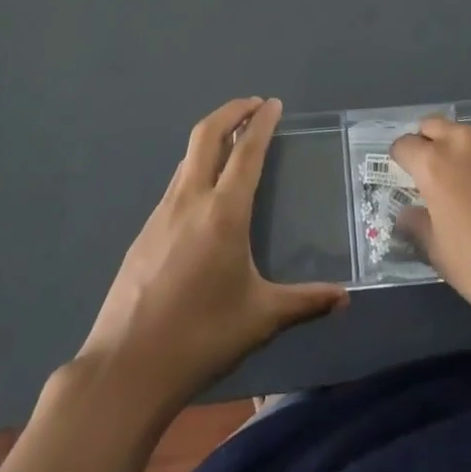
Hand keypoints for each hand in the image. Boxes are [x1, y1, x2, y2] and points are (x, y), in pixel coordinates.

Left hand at [77, 98, 346, 408]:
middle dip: (231, 112)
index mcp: (223, 213)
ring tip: (234, 142)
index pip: (246, 152)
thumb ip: (304, 302)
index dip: (261, 123)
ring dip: (212, 138)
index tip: (273, 103)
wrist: (126, 368)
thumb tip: (344, 299)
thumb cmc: (201, 337)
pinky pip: (175, 184)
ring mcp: (161, 214)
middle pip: (207, 135)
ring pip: (187, 158)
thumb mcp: (261, 319)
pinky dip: (196, 168)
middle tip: (254, 104)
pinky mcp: (145, 233)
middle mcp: (190, 200)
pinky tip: (205, 193)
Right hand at [392, 117, 470, 361]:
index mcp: (437, 165)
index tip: (411, 179)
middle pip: (438, 127)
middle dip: (434, 145)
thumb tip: (408, 212)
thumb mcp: (444, 259)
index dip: (404, 161)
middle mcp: (470, 141)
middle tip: (446, 179)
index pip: (404, 145)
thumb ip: (419, 226)